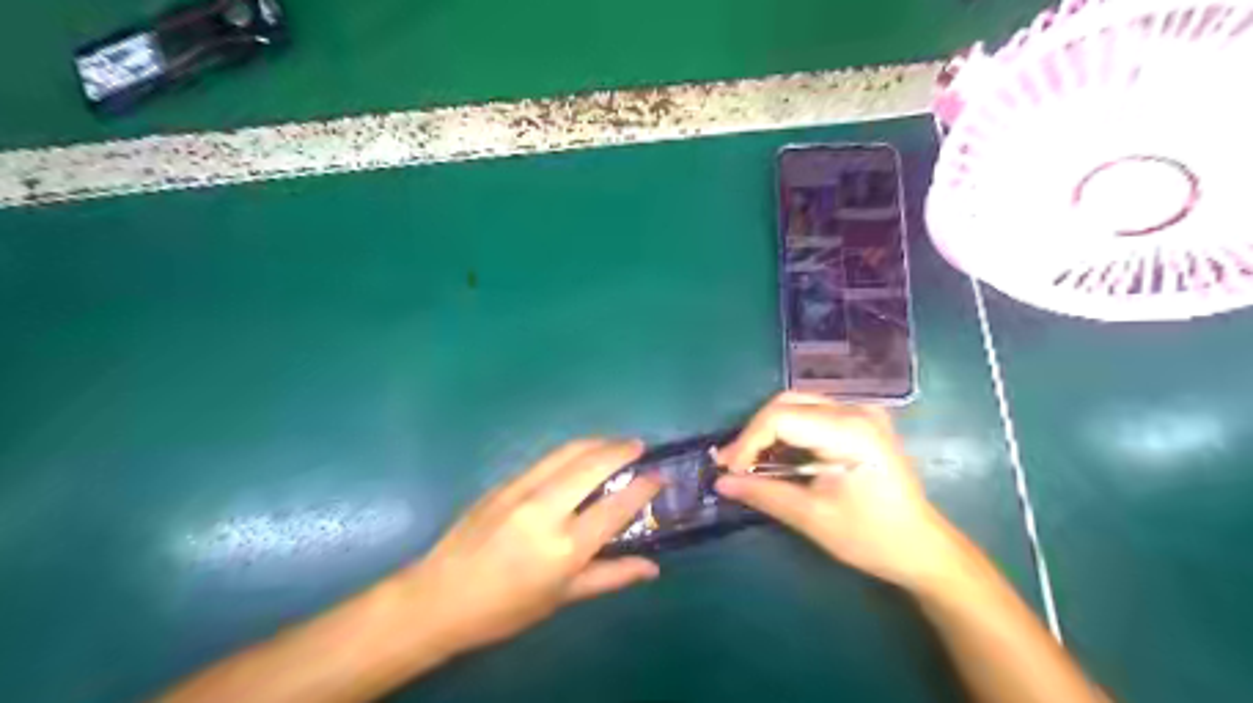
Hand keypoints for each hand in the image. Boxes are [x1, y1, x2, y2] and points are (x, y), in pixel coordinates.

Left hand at [402, 439, 663, 658]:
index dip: (643, 487)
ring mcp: (521, 491)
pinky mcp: (504, 482)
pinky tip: (581, 457)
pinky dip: (573, 452)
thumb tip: (652, 567)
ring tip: (617, 444)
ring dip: (598, 442)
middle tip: (640, 447)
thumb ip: (611, 576)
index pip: (615, 506)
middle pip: (593, 465)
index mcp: (564, 547)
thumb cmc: (505, 608)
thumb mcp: (562, 597)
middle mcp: (545, 510)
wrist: (439, 596)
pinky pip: (547, 460)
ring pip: (569, 452)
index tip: (659, 475)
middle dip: (622, 449)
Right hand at [715, 391, 961, 590]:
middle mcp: (855, 410)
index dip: (747, 441)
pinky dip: (787, 431)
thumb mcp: (812, 517)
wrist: (923, 548)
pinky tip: (776, 456)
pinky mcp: (861, 421)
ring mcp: (861, 412)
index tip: (729, 470)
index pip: (780, 418)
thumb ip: (764, 493)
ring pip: (796, 404)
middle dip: (754, 433)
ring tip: (748, 461)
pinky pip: (812, 413)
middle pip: (786, 403)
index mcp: (849, 431)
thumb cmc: (871, 537)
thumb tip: (721, 482)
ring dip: (768, 430)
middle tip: (733, 465)